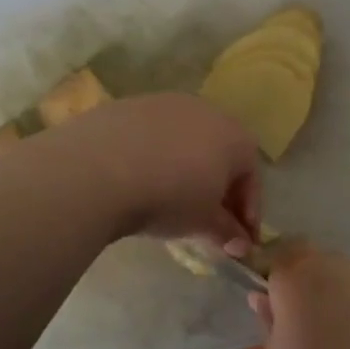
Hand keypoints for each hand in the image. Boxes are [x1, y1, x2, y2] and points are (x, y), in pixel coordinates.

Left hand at [51, 93, 259, 248]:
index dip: (248, 211)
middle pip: (220, 153)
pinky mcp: (128, 105)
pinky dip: (152, 157)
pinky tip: (138, 180)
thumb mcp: (203, 222)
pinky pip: (151, 136)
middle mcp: (206, 111)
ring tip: (168, 200)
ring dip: (184, 170)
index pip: (252, 177)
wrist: (98, 168)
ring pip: (185, 141)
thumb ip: (226, 232)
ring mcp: (165, 103)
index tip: (239, 240)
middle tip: (207, 221)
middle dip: (218, 189)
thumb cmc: (169, 197)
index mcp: (235, 136)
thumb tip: (239, 244)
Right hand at [251, 245, 349, 348]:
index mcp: (298, 275)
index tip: (282, 306)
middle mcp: (337, 264)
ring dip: (345, 298)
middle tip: (315, 328)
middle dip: (313, 288)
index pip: (281, 253)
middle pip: (318, 264)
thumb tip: (263, 297)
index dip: (280, 277)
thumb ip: (269, 319)